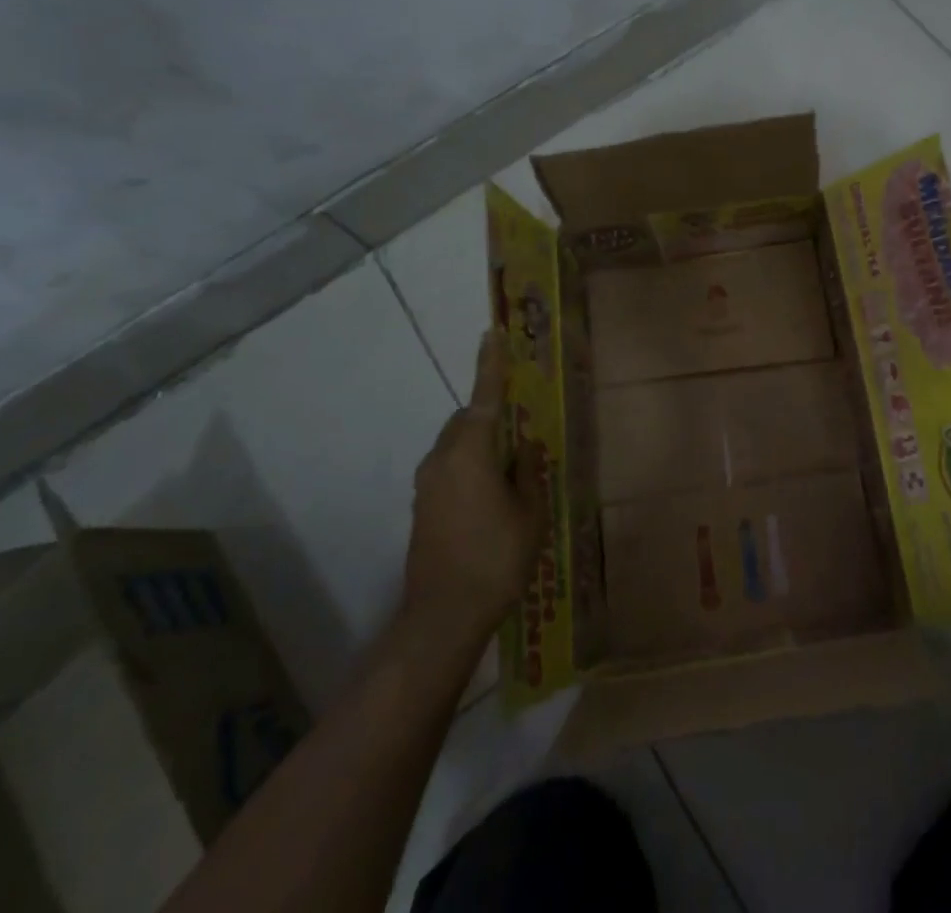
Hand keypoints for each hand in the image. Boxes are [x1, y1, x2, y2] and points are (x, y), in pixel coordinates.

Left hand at [401, 333, 545, 642]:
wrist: (442, 616)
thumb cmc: (495, 557)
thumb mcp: (529, 512)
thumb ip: (527, 472)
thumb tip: (524, 449)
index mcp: (470, 451)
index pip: (484, 397)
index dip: (490, 364)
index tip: (491, 333)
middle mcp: (442, 458)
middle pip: (466, 420)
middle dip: (490, 415)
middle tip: (520, 429)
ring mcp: (427, 484)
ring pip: (456, 446)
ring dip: (479, 445)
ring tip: (509, 468)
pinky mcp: (421, 508)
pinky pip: (449, 469)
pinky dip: (469, 468)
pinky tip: (490, 496)